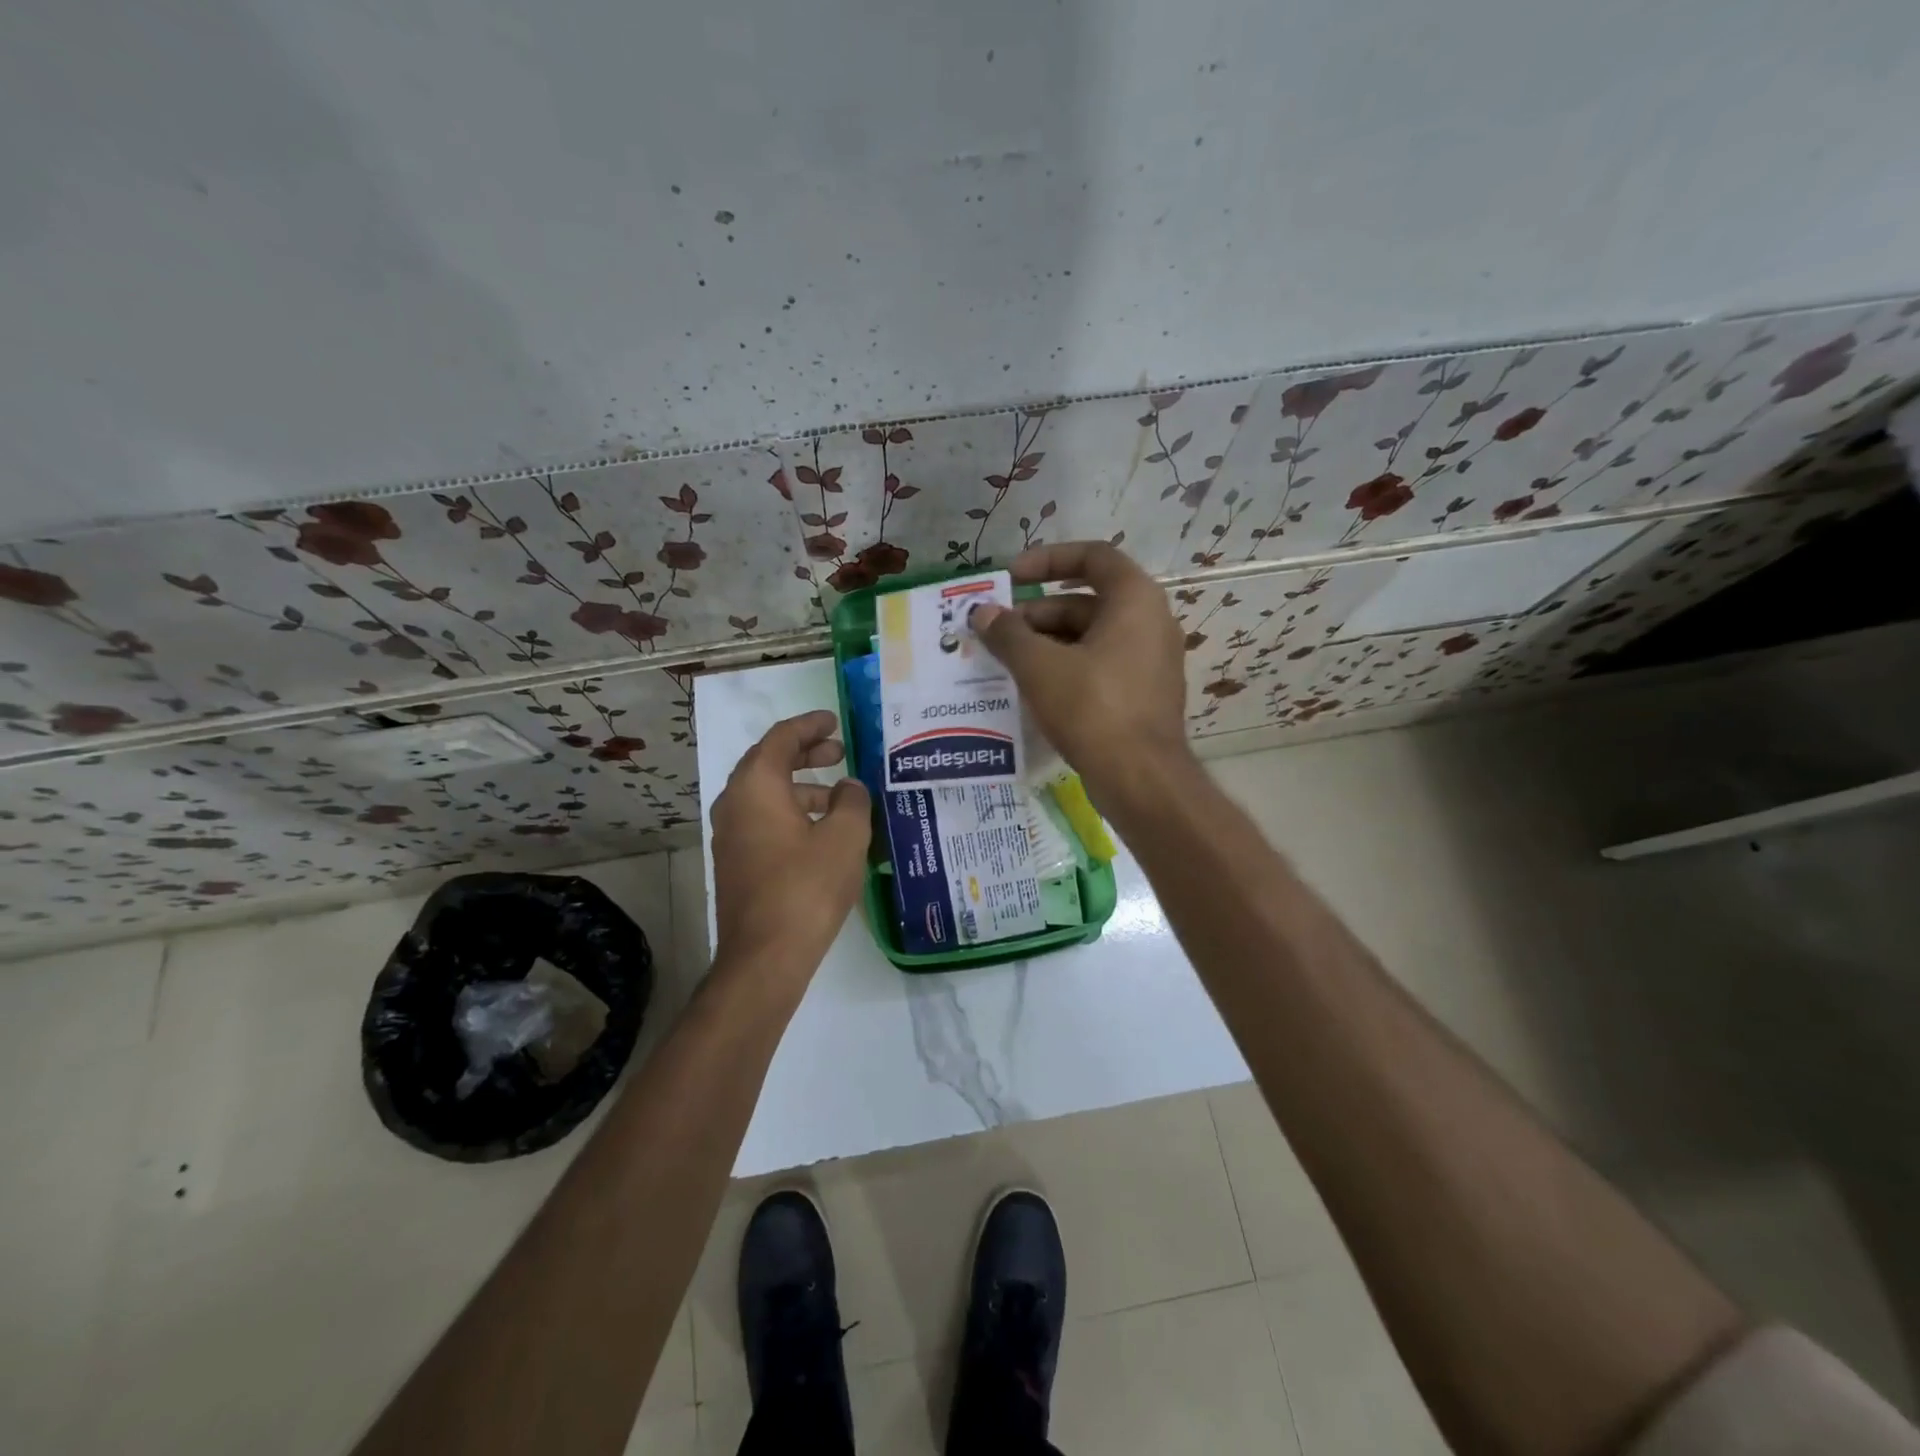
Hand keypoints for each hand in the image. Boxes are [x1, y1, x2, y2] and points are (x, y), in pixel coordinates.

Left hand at [710, 710, 871, 983]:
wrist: (766, 956)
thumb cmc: (807, 886)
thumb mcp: (845, 836)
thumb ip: (852, 801)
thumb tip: (849, 788)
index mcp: (756, 786)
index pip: (781, 739)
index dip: (810, 725)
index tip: (835, 721)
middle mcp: (735, 804)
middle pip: (769, 763)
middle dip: (805, 753)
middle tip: (839, 751)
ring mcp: (731, 835)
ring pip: (767, 794)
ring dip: (801, 786)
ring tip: (839, 794)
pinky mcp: (737, 862)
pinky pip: (764, 820)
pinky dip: (791, 811)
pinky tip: (821, 831)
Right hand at [970, 541, 1192, 802]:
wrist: (1141, 779)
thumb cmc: (1093, 709)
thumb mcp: (1040, 667)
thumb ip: (1008, 634)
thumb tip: (983, 613)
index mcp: (1135, 600)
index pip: (1093, 556)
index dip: (1048, 559)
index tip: (1011, 577)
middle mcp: (1151, 622)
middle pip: (1087, 601)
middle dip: (1038, 613)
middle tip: (998, 632)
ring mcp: (1150, 661)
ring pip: (1091, 637)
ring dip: (1048, 643)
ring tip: (1007, 663)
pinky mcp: (1144, 694)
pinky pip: (1100, 666)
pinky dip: (1067, 668)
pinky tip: (1034, 689)